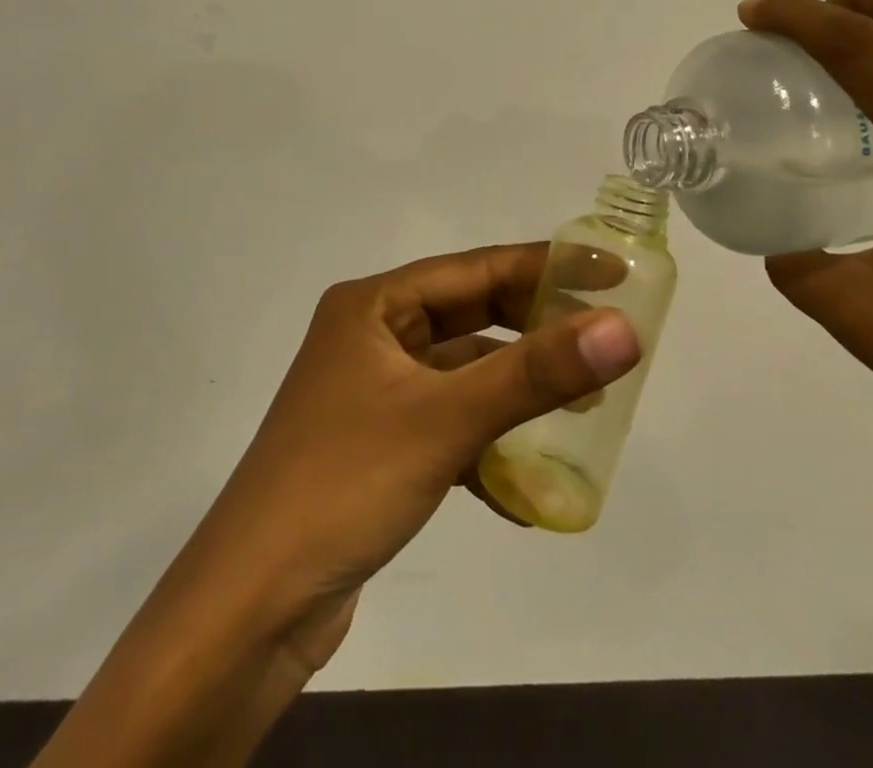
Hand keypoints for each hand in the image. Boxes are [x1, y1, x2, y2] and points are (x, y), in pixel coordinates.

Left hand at [178, 243, 640, 670]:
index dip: (544, 266)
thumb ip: (536, 373)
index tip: (609, 270)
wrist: (250, 607)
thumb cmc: (345, 483)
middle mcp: (371, 336)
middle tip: (602, 337)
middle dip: (534, 329)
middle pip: (469, 317)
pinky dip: (486, 443)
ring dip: (515, 391)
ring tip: (583, 408)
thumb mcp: (445, 419)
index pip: (474, 268)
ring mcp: (372, 392)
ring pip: (462, 374)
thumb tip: (622, 329)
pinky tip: (525, 486)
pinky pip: (447, 423)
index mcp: (373, 305)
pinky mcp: (378, 444)